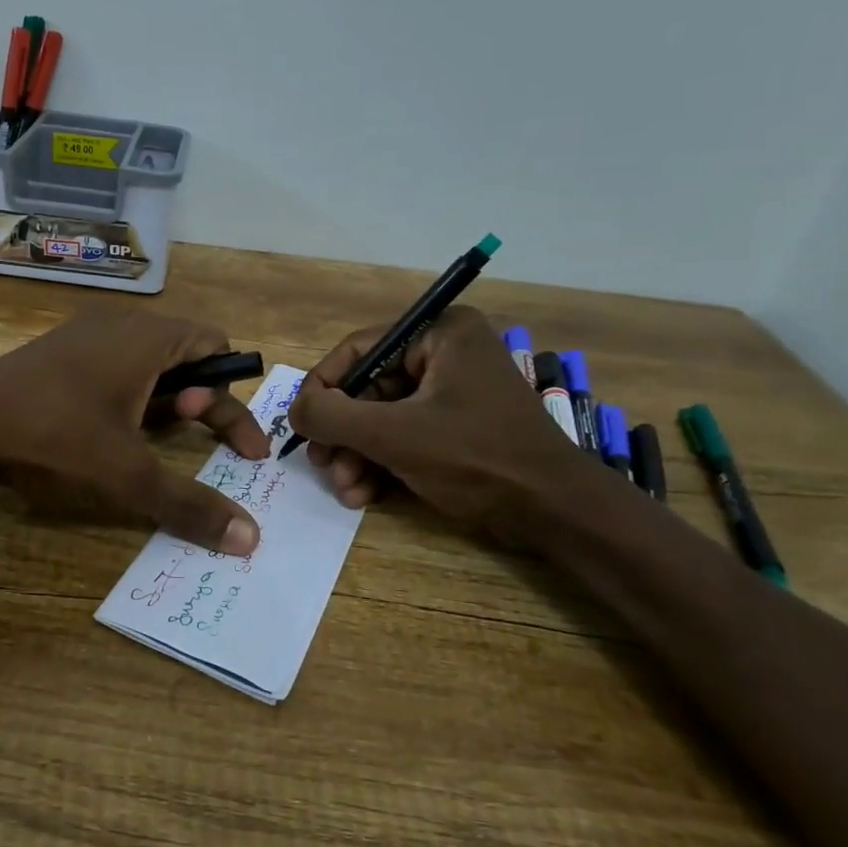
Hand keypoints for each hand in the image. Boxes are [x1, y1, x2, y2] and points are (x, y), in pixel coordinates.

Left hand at [0, 310, 270, 553]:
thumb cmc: (56, 436)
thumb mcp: (129, 475)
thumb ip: (191, 504)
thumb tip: (250, 540)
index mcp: (147, 337)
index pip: (215, 346)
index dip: (235, 398)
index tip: (243, 450)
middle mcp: (120, 324)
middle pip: (185, 355)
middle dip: (201, 402)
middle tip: (194, 440)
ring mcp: (83, 335)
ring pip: (146, 363)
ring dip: (164, 402)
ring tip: (150, 440)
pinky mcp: (56, 353)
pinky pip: (112, 367)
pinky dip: (129, 397)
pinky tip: (109, 433)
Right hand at [287, 307, 589, 546]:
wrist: (553, 512)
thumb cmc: (476, 458)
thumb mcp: (394, 435)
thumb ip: (333, 416)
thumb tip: (294, 409)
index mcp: (439, 334)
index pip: (359, 349)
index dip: (322, 387)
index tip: (300, 424)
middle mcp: (444, 354)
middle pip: (367, 388)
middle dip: (342, 433)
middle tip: (322, 465)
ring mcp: (450, 393)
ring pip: (380, 417)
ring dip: (355, 455)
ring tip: (345, 489)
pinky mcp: (453, 428)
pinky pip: (401, 436)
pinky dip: (379, 463)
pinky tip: (363, 495)